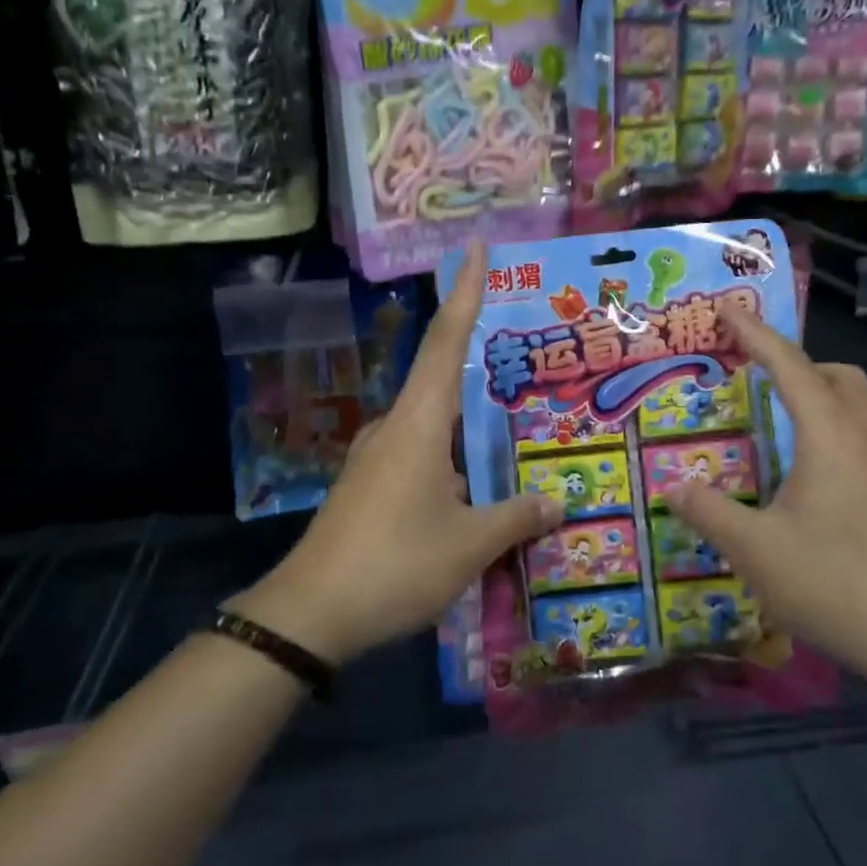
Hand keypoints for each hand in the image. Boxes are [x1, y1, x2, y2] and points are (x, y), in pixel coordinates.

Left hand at [233, 242, 561, 663]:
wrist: (309, 615)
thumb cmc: (395, 564)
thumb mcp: (469, 544)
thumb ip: (516, 517)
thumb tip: (557, 502)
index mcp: (419, 423)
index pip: (447, 342)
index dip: (464, 294)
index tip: (473, 250)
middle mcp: (395, 428)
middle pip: (443, 380)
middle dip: (483, 370)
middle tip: (528, 367)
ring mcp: (376, 458)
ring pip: (434, 426)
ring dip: (470, 426)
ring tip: (514, 434)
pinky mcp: (368, 487)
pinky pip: (421, 456)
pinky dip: (453, 458)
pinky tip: (477, 486)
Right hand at [662, 305, 866, 675]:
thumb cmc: (832, 581)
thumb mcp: (754, 548)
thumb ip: (709, 511)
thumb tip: (674, 487)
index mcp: (829, 435)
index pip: (788, 365)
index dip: (755, 333)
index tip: (726, 307)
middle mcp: (863, 438)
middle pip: (836, 374)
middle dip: (794, 361)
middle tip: (753, 375)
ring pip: (854, 404)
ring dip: (816, 392)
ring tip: (773, 417)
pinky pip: (858, 435)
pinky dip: (828, 426)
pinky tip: (802, 467)